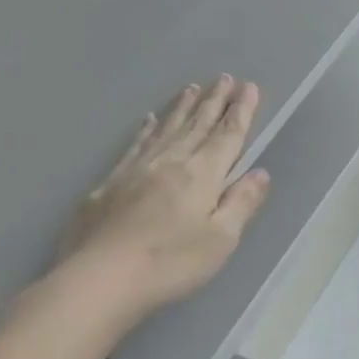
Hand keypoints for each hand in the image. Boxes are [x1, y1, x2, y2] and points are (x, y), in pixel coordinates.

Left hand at [56, 78, 271, 317]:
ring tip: (193, 88)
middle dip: (214, 101)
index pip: (227, 136)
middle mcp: (170, 163)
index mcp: (202, 175)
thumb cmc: (170, 263)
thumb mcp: (221, 239)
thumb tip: (260, 173)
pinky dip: (146, 129)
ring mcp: (136, 170)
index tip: (249, 87)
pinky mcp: (109, 184)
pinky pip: (135, 145)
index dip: (241, 111)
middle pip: (197, 125)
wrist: (99, 280)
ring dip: (182, 108)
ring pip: (166, 130)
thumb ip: (242, 202)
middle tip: (224, 78)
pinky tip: (149, 120)